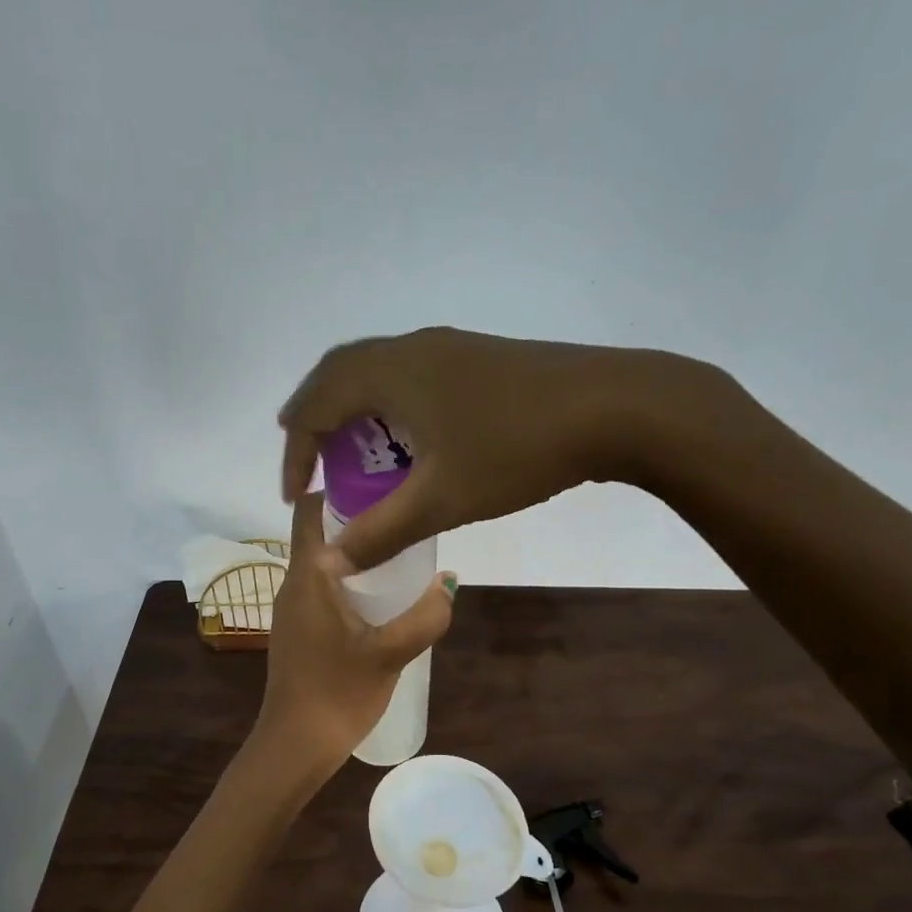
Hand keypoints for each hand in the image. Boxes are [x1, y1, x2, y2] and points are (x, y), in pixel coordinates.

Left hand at [257, 492, 456, 767]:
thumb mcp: (391, 653)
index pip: (310, 509)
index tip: (381, 480)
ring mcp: (292, 609)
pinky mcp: (297, 631)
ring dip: (354, 550)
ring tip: (400, 550)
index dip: (340, 487)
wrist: (296, 745)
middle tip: (403, 513)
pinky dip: (348, 579)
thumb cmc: (338, 693)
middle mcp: (293, 583)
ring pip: (321, 562)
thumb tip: (449, 582)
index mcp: (308, 576)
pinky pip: (322, 588)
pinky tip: (380, 596)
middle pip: (318, 532)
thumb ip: (425, 616)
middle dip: (356, 517)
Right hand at [278, 328, 735, 570]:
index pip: (316, 406)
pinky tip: (407, 440)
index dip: (296, 453)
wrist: (615, 407)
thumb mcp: (441, 499)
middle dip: (314, 420)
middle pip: (337, 374)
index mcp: (389, 373)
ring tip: (350, 453)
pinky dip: (387, 406)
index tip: (295, 498)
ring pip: (375, 372)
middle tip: (307, 462)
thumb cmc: (516, 450)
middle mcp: (410, 348)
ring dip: (352, 411)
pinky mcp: (474, 358)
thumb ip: (380, 532)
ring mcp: (446, 348)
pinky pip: (407, 376)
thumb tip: (328, 563)